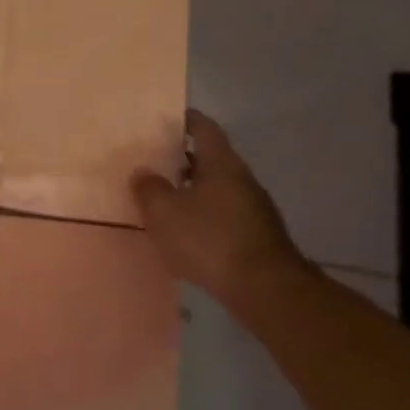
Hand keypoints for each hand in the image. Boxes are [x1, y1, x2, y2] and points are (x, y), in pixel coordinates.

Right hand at [132, 110, 301, 301]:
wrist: (266, 290)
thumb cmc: (210, 239)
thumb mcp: (164, 212)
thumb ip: (148, 188)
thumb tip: (143, 172)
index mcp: (221, 163)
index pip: (204, 129)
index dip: (185, 120)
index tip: (166, 119)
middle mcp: (242, 179)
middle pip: (210, 159)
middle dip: (183, 159)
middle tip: (154, 161)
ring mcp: (254, 209)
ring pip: (217, 189)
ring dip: (193, 190)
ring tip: (165, 199)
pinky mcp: (257, 236)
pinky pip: (223, 215)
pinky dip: (204, 216)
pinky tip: (186, 232)